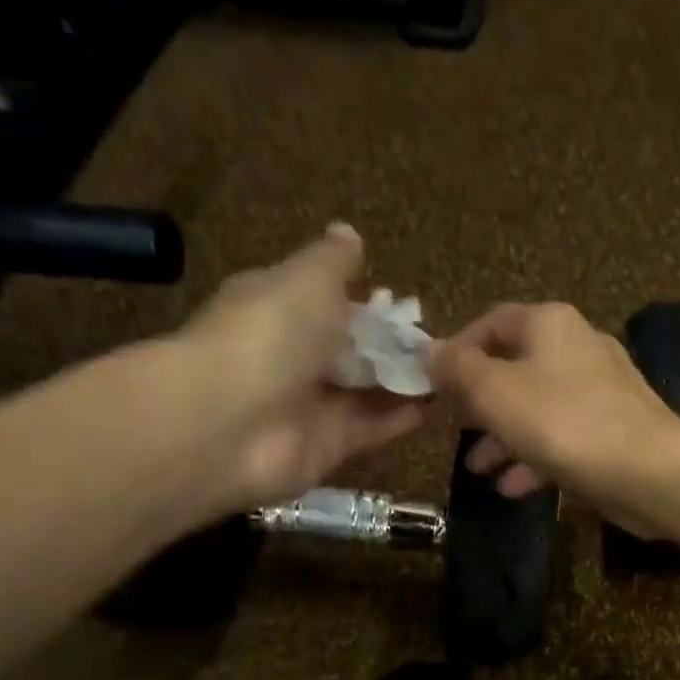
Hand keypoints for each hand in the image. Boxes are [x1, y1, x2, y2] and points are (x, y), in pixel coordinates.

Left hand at [170, 224, 424, 504]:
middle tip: (438, 347)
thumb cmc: (269, 333)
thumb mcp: (307, 279)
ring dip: (401, 383)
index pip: (326, 301)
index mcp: (278, 306)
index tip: (407, 309)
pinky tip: (434, 407)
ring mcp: (309, 404)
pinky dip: (399, 419)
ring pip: (364, 391)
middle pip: (350, 350)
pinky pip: (370, 429)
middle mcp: (293, 356)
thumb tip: (348, 233)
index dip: (366, 303)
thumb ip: (334, 262)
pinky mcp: (328, 446)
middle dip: (390, 348)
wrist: (231, 421)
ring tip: (448, 375)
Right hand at [429, 303, 679, 524]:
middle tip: (453, 429)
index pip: (491, 322)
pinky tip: (513, 488)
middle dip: (479, 403)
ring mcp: (600, 392)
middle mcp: (577, 348)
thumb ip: (458, 370)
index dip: (457, 350)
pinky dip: (535, 458)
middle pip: (515, 368)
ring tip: (476, 468)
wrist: (649, 471)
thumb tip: (430, 352)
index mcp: (549, 324)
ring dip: (503, 438)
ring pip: (537, 408)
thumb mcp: (495, 392)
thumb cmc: (563, 423)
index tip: (432, 385)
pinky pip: (563, 439)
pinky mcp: (614, 432)